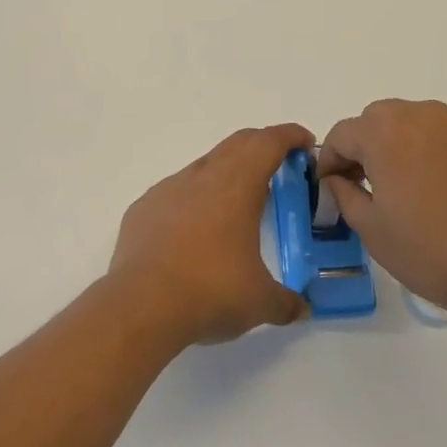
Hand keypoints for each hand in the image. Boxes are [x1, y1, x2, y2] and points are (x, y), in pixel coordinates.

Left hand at [109, 125, 311, 345]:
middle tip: (279, 166)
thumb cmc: (210, 291)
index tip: (305, 142)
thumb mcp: (260, 302)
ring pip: (204, 166)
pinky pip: (175, 192)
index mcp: (237, 185)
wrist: (140, 305)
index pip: (269, 142)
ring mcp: (169, 189)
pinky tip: (194, 231)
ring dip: (226, 173)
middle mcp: (203, 176)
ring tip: (237, 204)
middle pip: (238, 144)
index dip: (290, 136)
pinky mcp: (144, 208)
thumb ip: (286, 302)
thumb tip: (302, 310)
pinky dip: (193, 200)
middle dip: (262, 146)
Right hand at [319, 100, 446, 333]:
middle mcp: (424, 114)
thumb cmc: (434, 253)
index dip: (330, 161)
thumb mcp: (372, 230)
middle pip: (381, 121)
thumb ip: (344, 194)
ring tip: (418, 191)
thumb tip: (339, 180)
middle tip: (373, 188)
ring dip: (408, 147)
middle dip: (369, 148)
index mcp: (385, 132)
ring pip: (421, 125)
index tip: (332, 187)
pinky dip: (445, 155)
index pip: (342, 134)